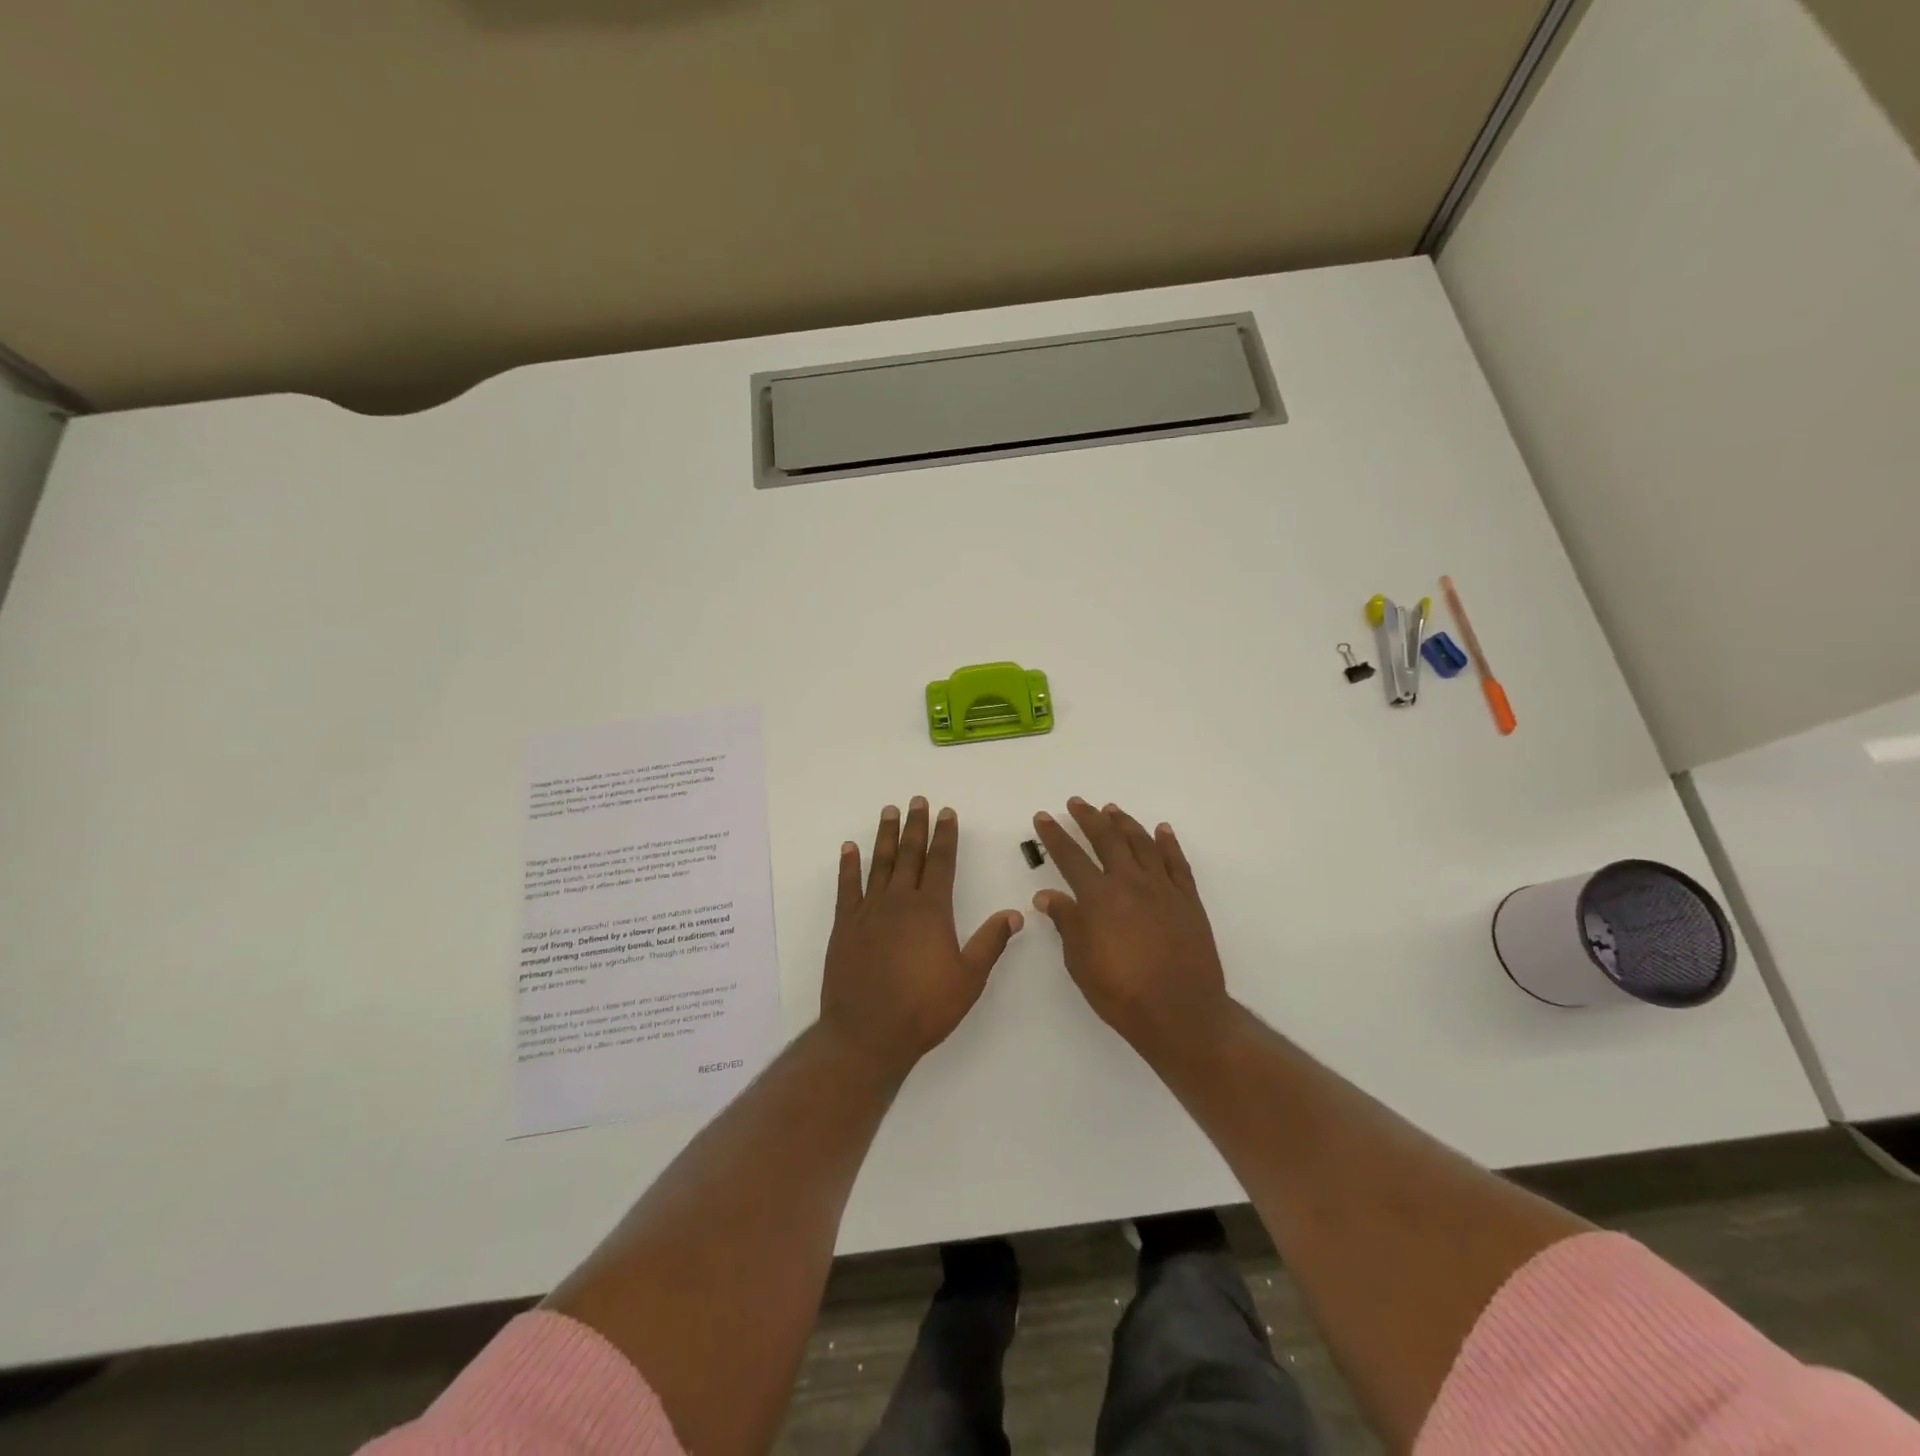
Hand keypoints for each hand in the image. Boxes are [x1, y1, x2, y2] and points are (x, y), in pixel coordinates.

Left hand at [820, 798, 1023, 1076]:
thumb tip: (1015, 914)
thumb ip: (990, 943)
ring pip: (879, 863)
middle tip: (917, 800)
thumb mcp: (968, 979)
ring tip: (889, 811)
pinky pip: (847, 887)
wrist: (867, 1033)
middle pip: (910, 854)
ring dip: (885, 836)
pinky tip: (849, 848)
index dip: (945, 836)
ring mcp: (869, 911)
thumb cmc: (924, 1008)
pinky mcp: (845, 925)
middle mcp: (899, 901)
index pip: (941, 862)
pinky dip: (848, 865)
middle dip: (916, 826)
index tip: (946, 812)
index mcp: (931, 910)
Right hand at [1029, 798, 1231, 1051]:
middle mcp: (1130, 883)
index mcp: (1098, 898)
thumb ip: (1066, 923)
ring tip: (1112, 809)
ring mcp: (1162, 888)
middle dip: (1088, 818)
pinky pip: (1177, 862)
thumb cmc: (1122, 993)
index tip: (1044, 817)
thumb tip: (1047, 895)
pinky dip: (1168, 843)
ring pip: (1142, 843)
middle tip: (1076, 803)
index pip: (1070, 857)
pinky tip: (1161, 830)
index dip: (1054, 835)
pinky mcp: (1188, 900)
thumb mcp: (1081, 962)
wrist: (1181, 1012)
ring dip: (1124, 823)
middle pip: (1106, 839)